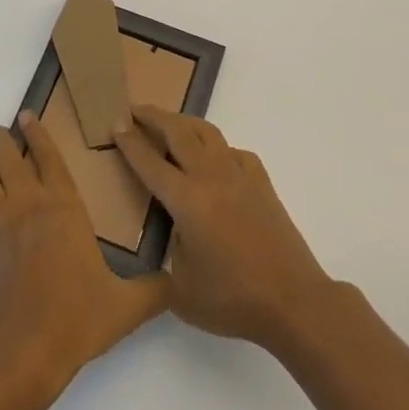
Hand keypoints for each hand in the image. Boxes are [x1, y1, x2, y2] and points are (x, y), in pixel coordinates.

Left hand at [0, 113, 168, 392]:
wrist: (23, 353)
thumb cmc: (76, 319)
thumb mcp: (125, 307)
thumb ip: (154, 290)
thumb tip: (178, 282)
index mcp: (64, 206)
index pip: (48, 154)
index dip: (36, 132)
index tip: (27, 115)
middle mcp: (29, 204)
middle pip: (6, 153)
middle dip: (3, 140)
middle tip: (6, 138)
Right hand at [113, 105, 335, 354]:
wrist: (293, 300)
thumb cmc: (233, 299)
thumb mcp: (182, 289)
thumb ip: (170, 253)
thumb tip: (176, 231)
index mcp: (186, 200)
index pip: (150, 163)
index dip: (130, 142)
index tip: (115, 124)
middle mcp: (210, 177)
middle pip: (178, 132)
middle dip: (153, 117)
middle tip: (135, 109)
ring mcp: (239, 175)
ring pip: (207, 132)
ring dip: (184, 122)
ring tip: (171, 123)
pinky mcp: (261, 182)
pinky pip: (233, 152)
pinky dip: (218, 148)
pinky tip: (216, 160)